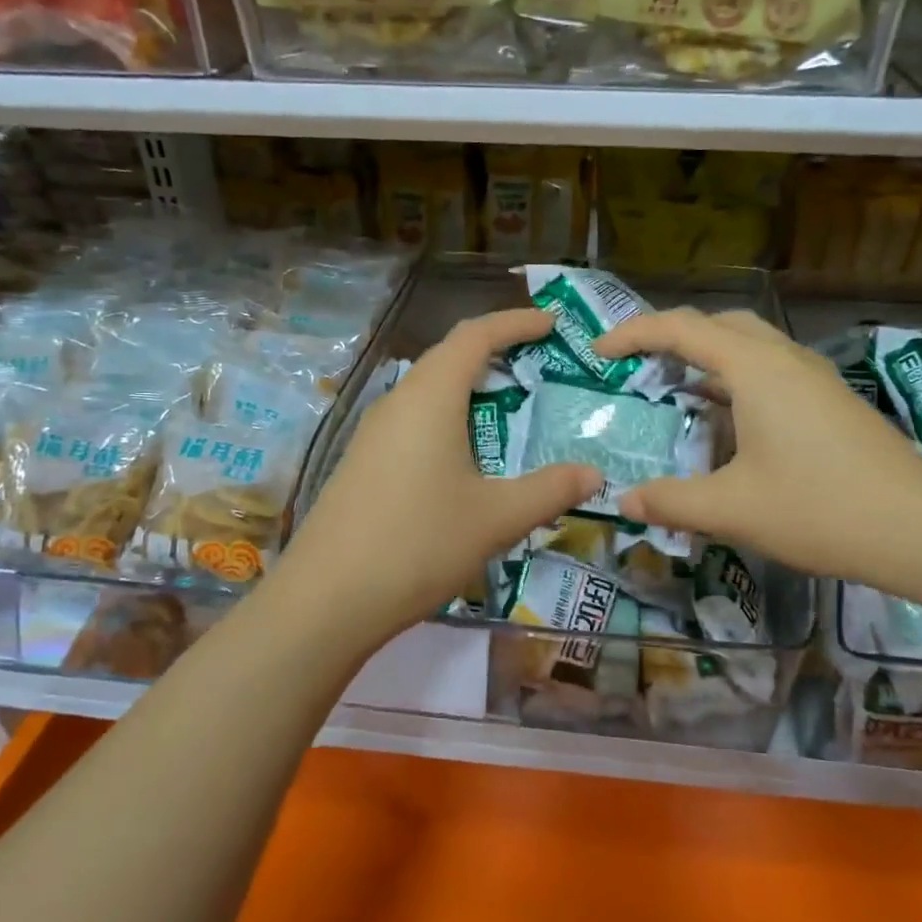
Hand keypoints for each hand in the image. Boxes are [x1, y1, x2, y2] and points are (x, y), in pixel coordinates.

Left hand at [269, 308, 600, 645]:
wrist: (327, 599)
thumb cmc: (419, 543)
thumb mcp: (496, 517)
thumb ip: (550, 490)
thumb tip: (593, 474)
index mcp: (431, 397)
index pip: (475, 335)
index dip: (515, 322)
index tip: (551, 324)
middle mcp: (398, 402)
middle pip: (449, 356)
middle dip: (495, 352)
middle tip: (539, 365)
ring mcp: (374, 432)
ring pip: (428, 390)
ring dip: (469, 388)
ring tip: (508, 408)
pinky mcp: (363, 461)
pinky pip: (413, 420)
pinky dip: (448, 418)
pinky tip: (464, 456)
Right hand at [593, 308, 921, 596]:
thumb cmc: (819, 508)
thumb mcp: (732, 508)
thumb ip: (671, 501)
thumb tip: (624, 501)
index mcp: (754, 368)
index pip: (680, 329)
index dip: (633, 334)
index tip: (599, 354)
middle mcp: (784, 358)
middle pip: (718, 324)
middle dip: (671, 337)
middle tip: (639, 367)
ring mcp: (814, 378)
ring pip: (750, 345)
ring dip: (708, 357)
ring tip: (677, 390)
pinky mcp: (831, 401)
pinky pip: (771, 370)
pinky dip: (736, 379)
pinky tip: (729, 420)